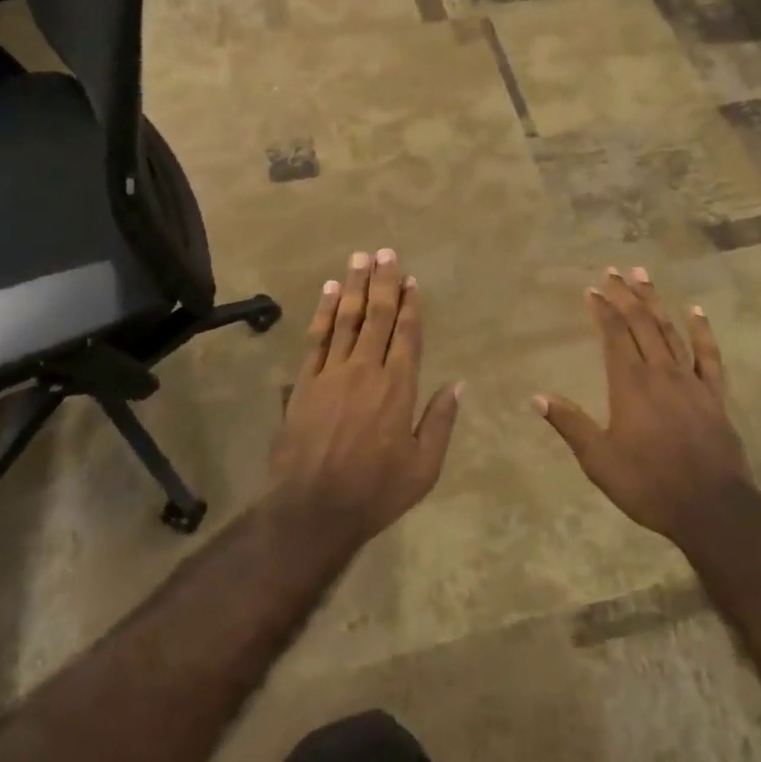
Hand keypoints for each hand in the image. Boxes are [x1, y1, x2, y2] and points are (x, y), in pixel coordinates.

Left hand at [270, 249, 461, 548]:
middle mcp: (366, 370)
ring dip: (353, 286)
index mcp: (398, 387)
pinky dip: (323, 312)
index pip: (407, 334)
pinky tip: (328, 291)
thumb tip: (457, 384)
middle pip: (377, 316)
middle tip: (385, 252)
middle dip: (383, 282)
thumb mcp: (424, 467)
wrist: (312, 509)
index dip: (410, 304)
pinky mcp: (304, 382)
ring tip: (359, 258)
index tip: (410, 279)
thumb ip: (440, 421)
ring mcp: (331, 373)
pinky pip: (316, 338)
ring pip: (345, 319)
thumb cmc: (376, 491)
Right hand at [535, 268, 750, 547]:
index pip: (613, 335)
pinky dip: (702, 331)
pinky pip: (709, 355)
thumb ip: (570, 424)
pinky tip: (696, 310)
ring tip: (644, 275)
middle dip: (626, 295)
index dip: (602, 310)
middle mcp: (660, 372)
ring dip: (655, 302)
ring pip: (670, 331)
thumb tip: (536, 397)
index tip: (591, 290)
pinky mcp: (714, 396)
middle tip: (614, 270)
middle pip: (641, 324)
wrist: (712, 508)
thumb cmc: (648, 484)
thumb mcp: (599, 460)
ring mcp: (691, 381)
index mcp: (630, 384)